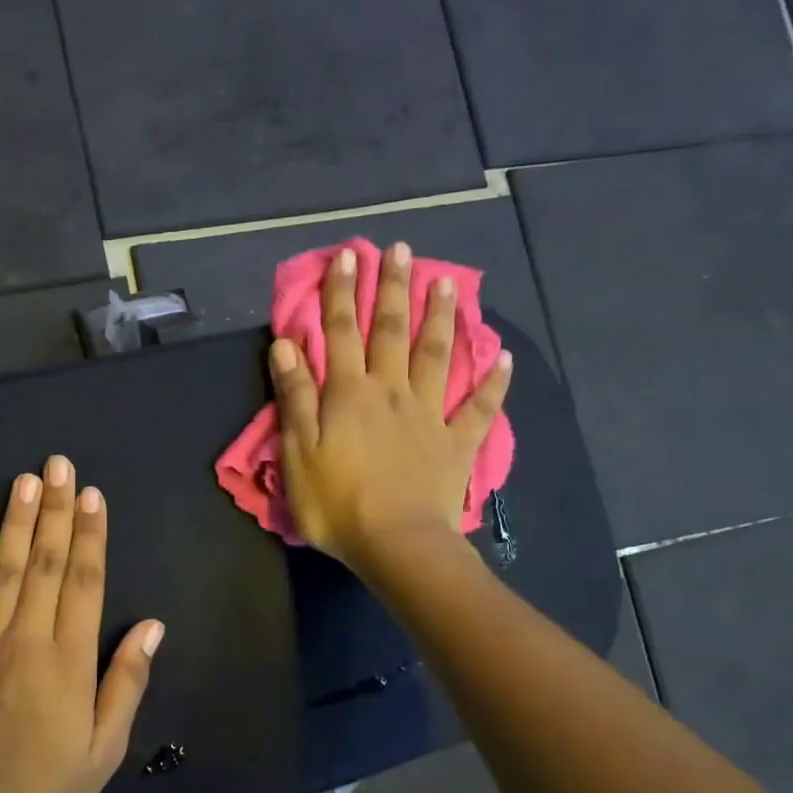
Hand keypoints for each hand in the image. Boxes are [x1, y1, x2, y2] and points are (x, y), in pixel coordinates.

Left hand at [0, 455, 164, 792]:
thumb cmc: (47, 791)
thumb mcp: (106, 749)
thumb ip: (127, 682)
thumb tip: (152, 626)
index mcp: (70, 661)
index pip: (86, 582)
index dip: (91, 535)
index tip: (92, 496)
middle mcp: (27, 640)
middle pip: (45, 564)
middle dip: (54, 512)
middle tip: (58, 466)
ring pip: (1, 572)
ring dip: (14, 523)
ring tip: (23, 481)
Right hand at [268, 242, 511, 570]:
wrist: (396, 543)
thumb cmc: (337, 503)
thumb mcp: (298, 451)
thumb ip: (295, 396)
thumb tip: (287, 345)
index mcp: (349, 394)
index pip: (341, 333)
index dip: (342, 293)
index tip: (347, 256)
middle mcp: (392, 392)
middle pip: (392, 332)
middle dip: (393, 289)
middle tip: (400, 250)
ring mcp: (429, 415)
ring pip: (437, 356)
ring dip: (441, 318)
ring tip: (447, 282)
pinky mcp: (456, 443)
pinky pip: (479, 408)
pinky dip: (493, 383)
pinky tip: (504, 358)